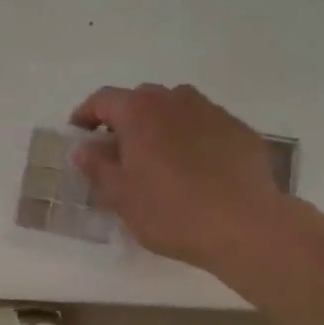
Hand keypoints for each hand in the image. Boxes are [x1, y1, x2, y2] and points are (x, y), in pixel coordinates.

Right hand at [70, 84, 286, 270]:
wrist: (244, 225)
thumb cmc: (171, 211)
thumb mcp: (121, 196)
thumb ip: (97, 167)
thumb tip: (84, 149)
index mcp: (139, 111)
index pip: (102, 99)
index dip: (86, 115)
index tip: (79, 135)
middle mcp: (174, 99)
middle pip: (140, 100)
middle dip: (124, 121)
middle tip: (118, 153)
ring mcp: (211, 111)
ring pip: (175, 110)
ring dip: (160, 127)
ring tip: (158, 160)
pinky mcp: (239, 130)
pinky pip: (204, 126)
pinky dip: (191, 139)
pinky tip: (195, 170)